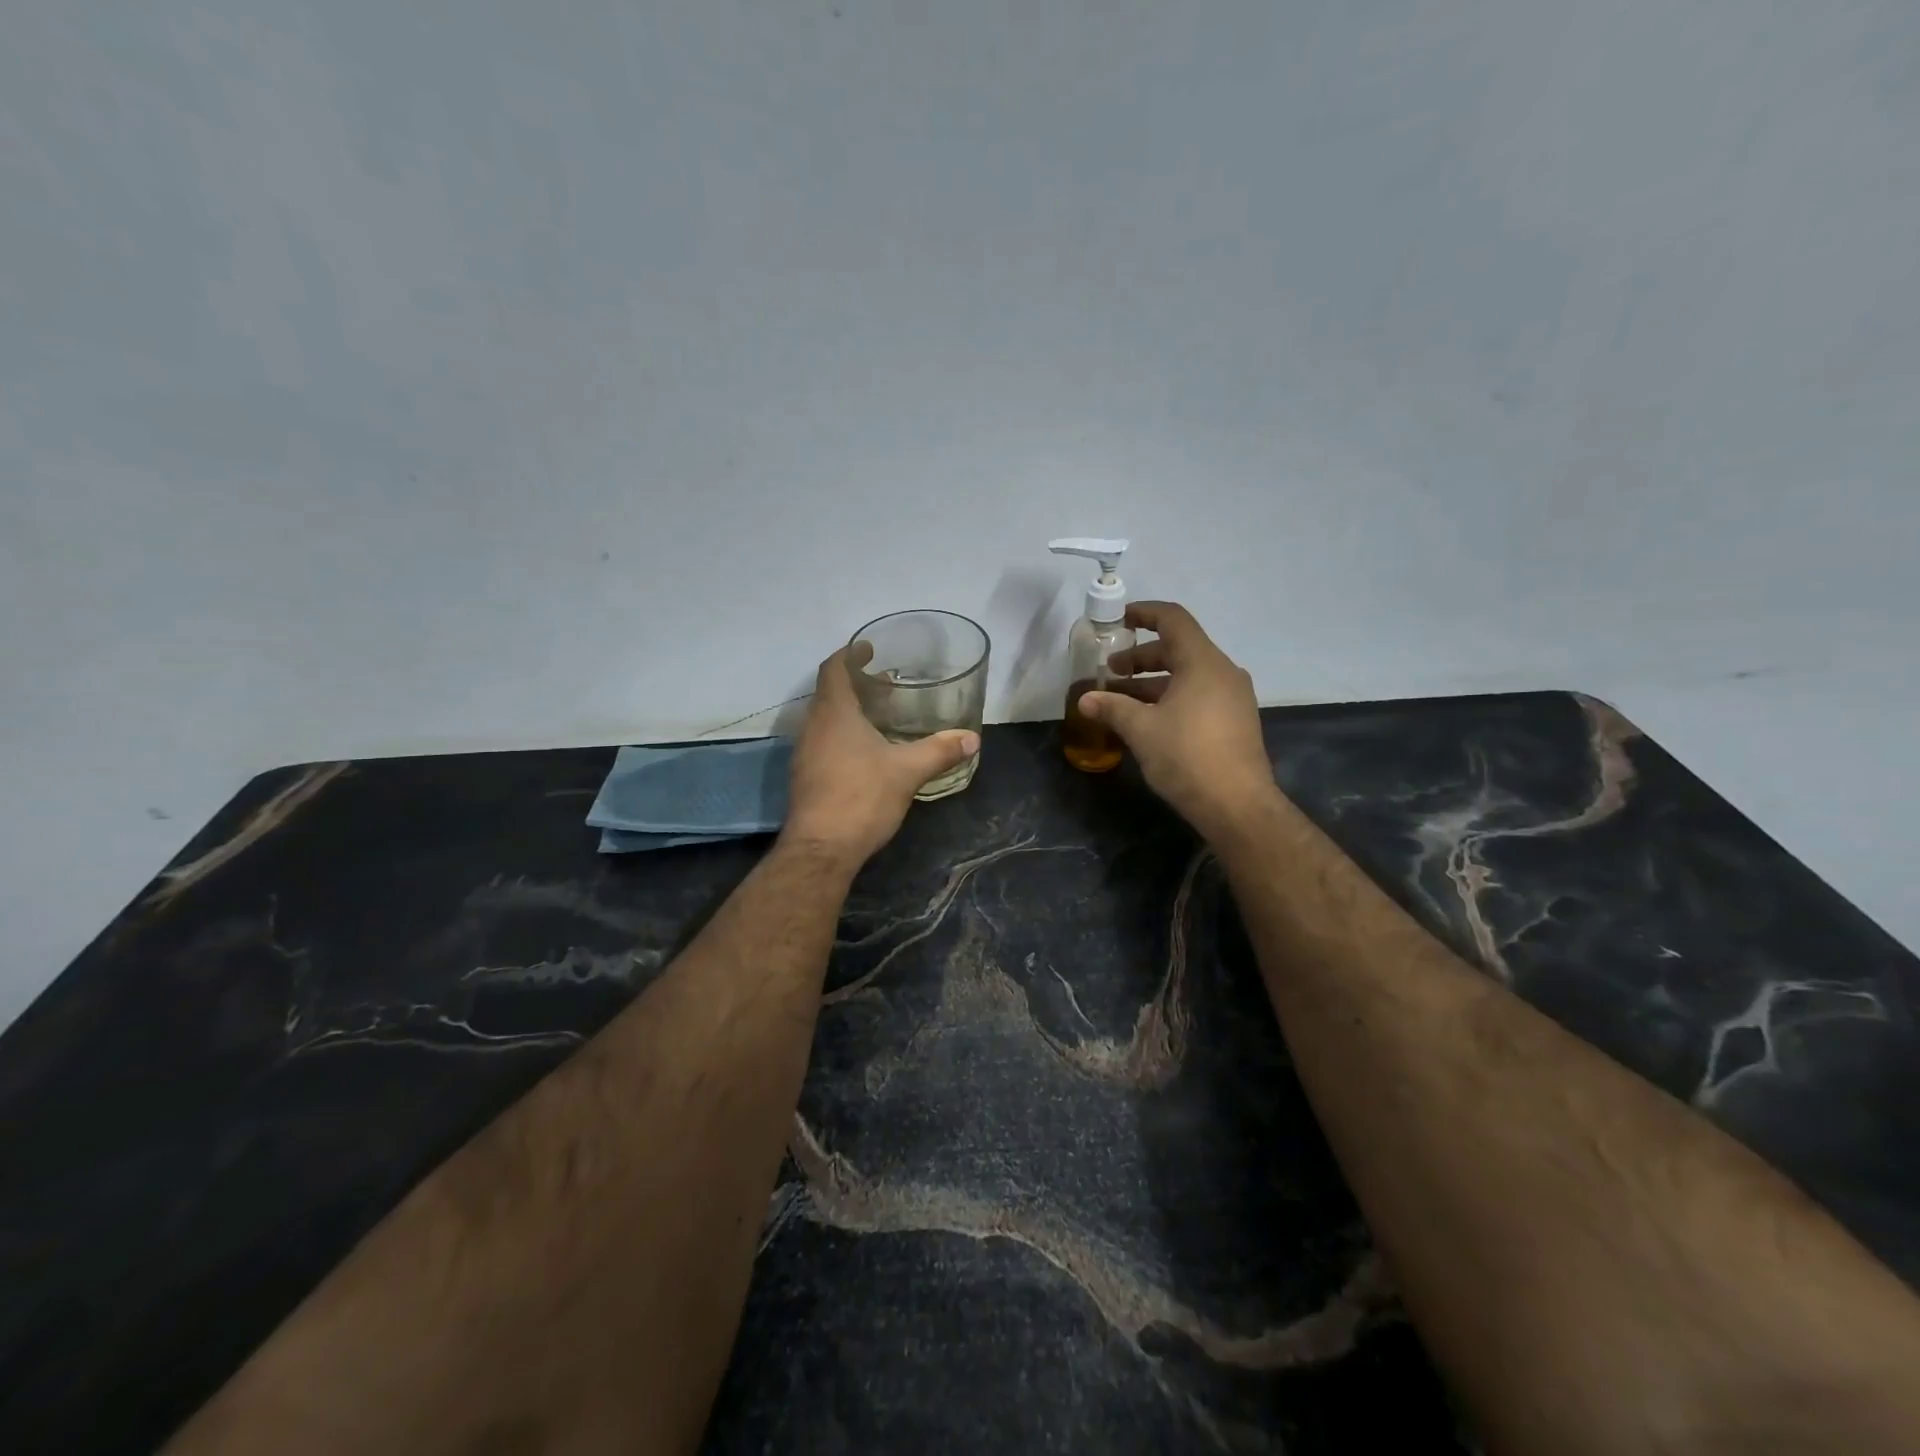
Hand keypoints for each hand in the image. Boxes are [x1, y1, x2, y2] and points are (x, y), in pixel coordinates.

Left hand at [781, 645, 980, 865]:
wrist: (822, 849)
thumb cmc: (862, 797)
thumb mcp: (908, 771)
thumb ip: (940, 751)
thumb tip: (972, 739)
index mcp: (834, 713)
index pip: (834, 669)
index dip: (850, 654)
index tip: (869, 649)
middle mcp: (813, 727)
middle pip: (829, 693)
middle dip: (855, 684)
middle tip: (886, 684)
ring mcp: (805, 754)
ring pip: (826, 719)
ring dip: (849, 711)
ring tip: (880, 715)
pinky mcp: (806, 777)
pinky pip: (824, 742)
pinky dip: (843, 735)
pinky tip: (867, 752)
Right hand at [1078, 602, 1280, 841]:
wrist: (1237, 806)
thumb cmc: (1187, 757)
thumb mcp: (1141, 730)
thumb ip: (1112, 708)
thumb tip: (1085, 699)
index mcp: (1203, 663)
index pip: (1173, 620)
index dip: (1144, 613)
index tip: (1118, 621)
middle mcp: (1223, 673)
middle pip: (1178, 648)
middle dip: (1140, 657)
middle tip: (1110, 671)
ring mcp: (1233, 698)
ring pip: (1187, 676)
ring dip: (1152, 682)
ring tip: (1120, 700)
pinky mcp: (1234, 722)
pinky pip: (1198, 696)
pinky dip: (1170, 698)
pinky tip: (1146, 721)